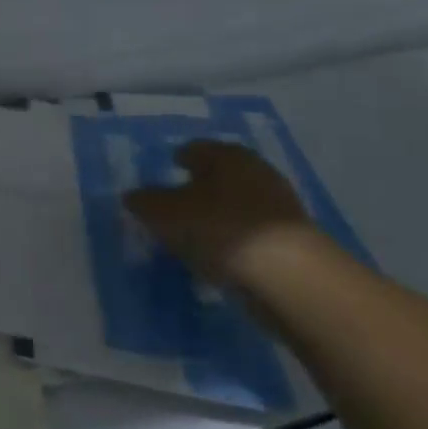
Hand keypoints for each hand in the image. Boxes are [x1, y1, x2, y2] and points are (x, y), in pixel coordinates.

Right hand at [123, 140, 319, 288]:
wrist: (292, 279)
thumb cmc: (220, 230)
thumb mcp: (165, 215)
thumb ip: (145, 203)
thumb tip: (132, 196)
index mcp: (226, 154)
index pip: (195, 149)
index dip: (178, 159)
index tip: (166, 172)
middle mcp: (256, 171)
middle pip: (220, 175)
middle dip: (200, 187)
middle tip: (177, 206)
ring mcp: (280, 207)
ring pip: (238, 205)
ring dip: (220, 216)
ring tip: (197, 237)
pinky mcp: (294, 242)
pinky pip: (253, 234)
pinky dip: (237, 241)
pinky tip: (222, 259)